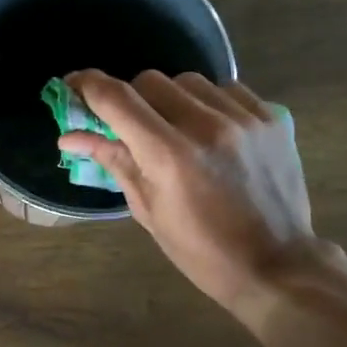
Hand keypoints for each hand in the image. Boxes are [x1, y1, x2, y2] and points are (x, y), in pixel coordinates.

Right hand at [61, 69, 340, 315]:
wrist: (275, 265)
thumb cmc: (201, 251)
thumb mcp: (148, 210)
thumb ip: (114, 162)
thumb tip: (70, 137)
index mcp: (169, 156)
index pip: (117, 99)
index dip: (88, 85)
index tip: (73, 85)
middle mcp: (205, 126)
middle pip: (151, 81)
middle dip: (132, 98)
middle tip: (132, 126)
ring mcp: (243, 119)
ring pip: (189, 81)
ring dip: (171, 98)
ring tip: (176, 129)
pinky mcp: (272, 119)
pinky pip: (228, 89)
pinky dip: (209, 103)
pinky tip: (211, 130)